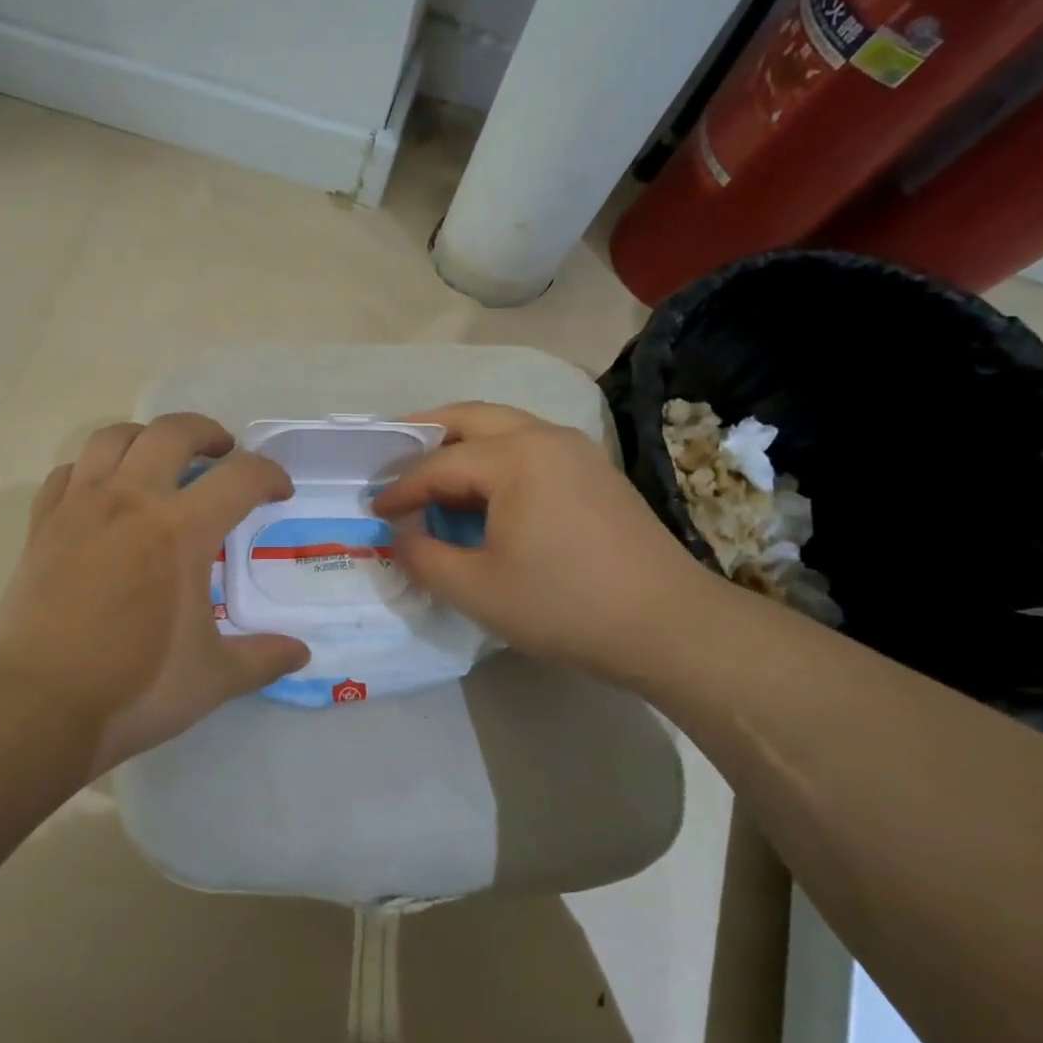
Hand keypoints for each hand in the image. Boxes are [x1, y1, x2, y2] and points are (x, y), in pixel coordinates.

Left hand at [0, 414, 309, 772]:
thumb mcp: (214, 678)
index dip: (269, 475)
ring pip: (113, 437)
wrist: (40, 705)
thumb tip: (301, 653)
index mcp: (182, 530)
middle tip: (221, 454)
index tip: (278, 492)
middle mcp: (132, 501)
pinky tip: (101, 494)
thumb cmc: (136, 689)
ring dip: (146, 438)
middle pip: (173, 432)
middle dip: (207, 432)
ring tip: (159, 460)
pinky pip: (68, 473)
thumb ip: (263, 658)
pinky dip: (92, 470)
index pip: (241, 476)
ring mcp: (81, 508)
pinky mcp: (42, 525)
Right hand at [372, 402, 722, 685]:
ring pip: (505, 426)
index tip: (373, 508)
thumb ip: (423, 557)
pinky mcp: (595, 472)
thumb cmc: (565, 605)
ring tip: (434, 469)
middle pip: (472, 417)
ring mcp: (577, 451)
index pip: (439, 465)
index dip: (401, 487)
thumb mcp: (477, 589)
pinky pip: (530, 445)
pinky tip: (485, 489)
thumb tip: (397, 535)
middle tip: (393, 454)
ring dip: (463, 441)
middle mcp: (545, 437)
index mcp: (515, 457)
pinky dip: (495, 454)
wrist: (669, 625)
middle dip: (426, 432)